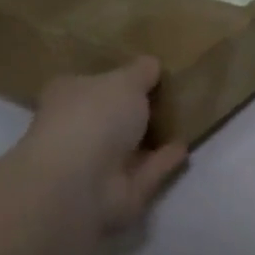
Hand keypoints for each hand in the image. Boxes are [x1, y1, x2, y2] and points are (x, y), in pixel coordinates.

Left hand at [23, 58, 187, 231]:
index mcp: (69, 96)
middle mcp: (78, 129)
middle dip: (135, 109)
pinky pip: (148, 169)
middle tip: (171, 93)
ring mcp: (97, 163)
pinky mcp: (120, 190)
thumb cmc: (94, 116)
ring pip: (131, 145)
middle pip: (111, 116)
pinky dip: (165, 159)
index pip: (90, 83)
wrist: (80, 183)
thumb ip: (142, 71)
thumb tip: (152, 64)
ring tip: (184, 118)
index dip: (114, 77)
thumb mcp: (126, 80)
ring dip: (153, 136)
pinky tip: (185, 145)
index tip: (144, 71)